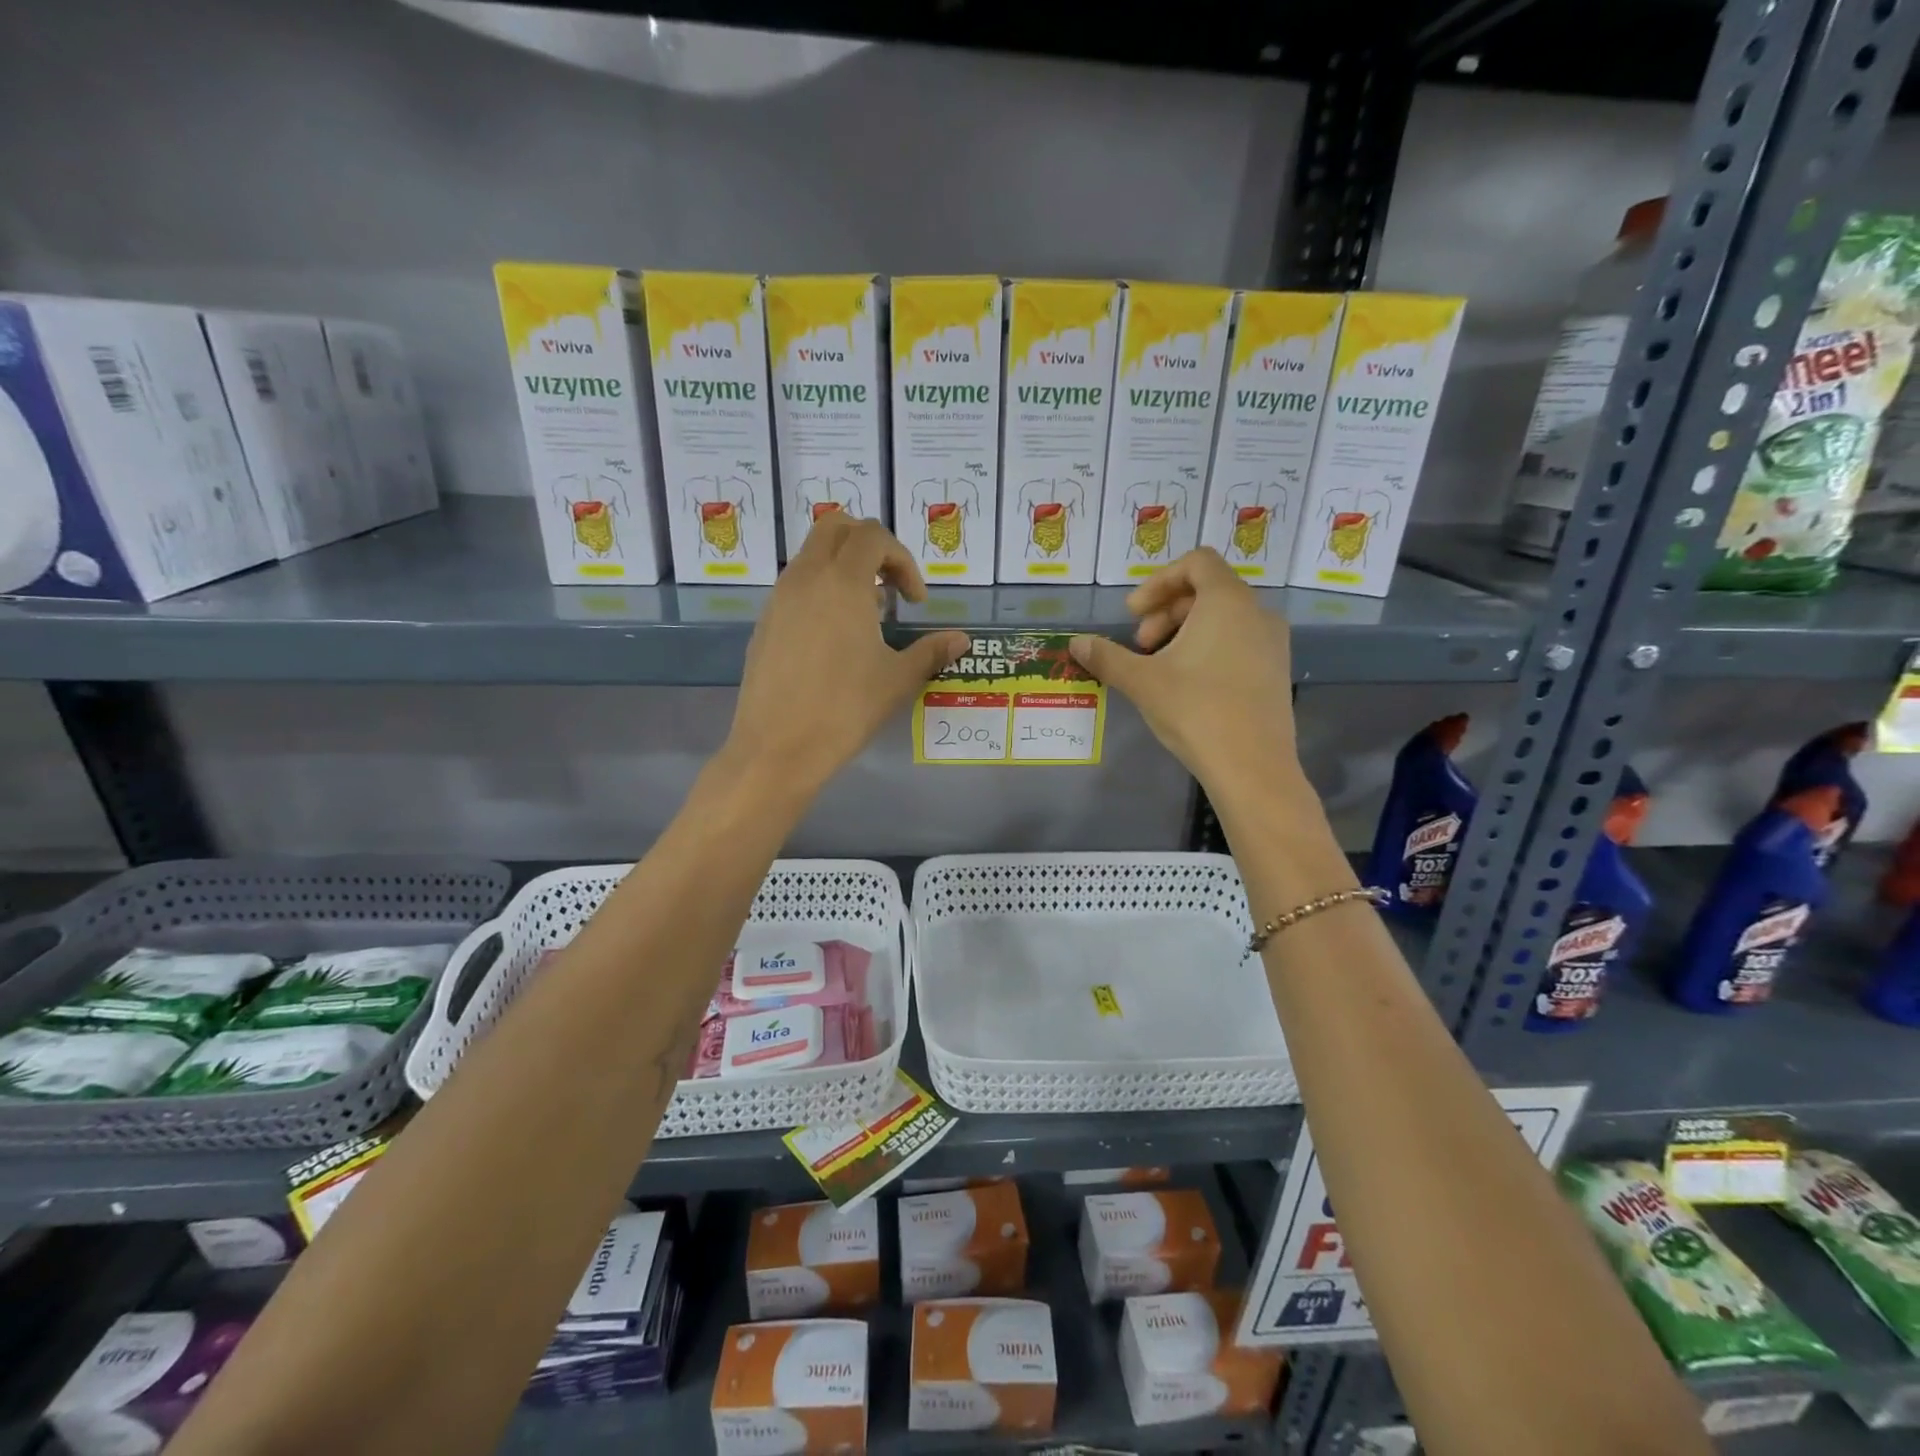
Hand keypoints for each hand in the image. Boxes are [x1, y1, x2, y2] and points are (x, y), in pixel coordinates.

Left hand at [726, 515, 967, 797]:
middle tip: (890, 586)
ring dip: (843, 568)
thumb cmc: (845, 709)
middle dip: (869, 545)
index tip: (915, 601)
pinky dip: (820, 591)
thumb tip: (961, 640)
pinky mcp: (765, 623)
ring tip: (866, 616)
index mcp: (842, 582)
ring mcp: (779, 599)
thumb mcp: (897, 680)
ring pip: (812, 555)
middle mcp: (806, 578)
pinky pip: (795, 586)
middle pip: (836, 527)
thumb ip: (931, 651)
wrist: (778, 747)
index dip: (903, 559)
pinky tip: (834, 638)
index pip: (873, 536)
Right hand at [1069, 548, 1295, 796]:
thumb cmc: (1196, 711)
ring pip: (1223, 618)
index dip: (1158, 581)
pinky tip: (1188, 685)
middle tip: (1140, 646)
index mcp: (1227, 601)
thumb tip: (1076, 643)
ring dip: (1185, 631)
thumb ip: (1107, 656)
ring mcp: (1272, 642)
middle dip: (1166, 611)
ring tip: (1160, 667)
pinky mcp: (1276, 670)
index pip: (1196, 562)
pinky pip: (1239, 641)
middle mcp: (1257, 612)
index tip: (1133, 614)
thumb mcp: (1142, 681)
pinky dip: (1209, 648)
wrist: (1252, 766)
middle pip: (1207, 590)